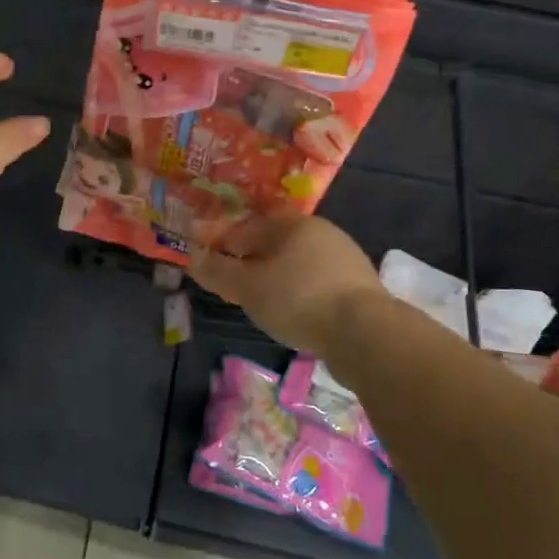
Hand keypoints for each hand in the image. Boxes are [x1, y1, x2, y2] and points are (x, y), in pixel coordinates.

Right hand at [190, 215, 386, 356]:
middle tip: (229, 281)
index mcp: (292, 224)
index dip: (219, 241)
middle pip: (272, 243)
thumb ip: (218, 270)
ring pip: (295, 263)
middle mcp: (320, 232)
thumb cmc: (298, 299)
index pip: (245, 227)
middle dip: (248, 258)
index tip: (201, 257)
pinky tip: (293, 310)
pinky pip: (315, 282)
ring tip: (258, 299)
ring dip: (274, 276)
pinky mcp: (358, 287)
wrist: (366, 333)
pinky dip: (297, 291)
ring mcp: (344, 259)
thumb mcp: (248, 287)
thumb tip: (191, 255)